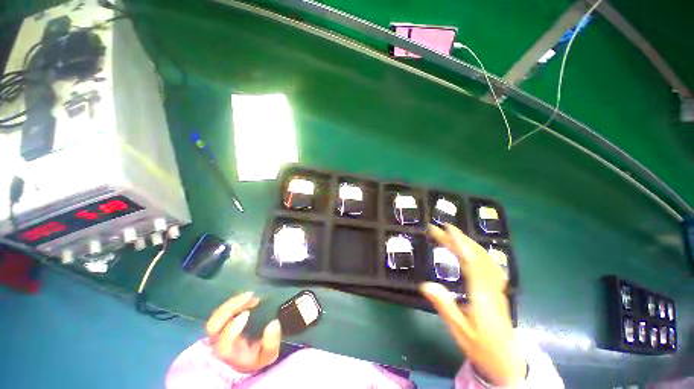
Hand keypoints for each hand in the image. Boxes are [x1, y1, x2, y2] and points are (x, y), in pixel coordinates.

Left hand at [206, 292, 281, 372]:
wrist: (247, 359)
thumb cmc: (257, 357)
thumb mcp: (268, 355)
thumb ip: (271, 343)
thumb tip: (274, 323)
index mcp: (229, 354)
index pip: (223, 343)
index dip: (232, 328)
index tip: (247, 313)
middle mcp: (218, 343)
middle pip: (213, 325)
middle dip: (229, 308)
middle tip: (249, 296)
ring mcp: (217, 332)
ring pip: (215, 315)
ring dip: (233, 302)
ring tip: (251, 295)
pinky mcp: (220, 323)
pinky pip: (221, 310)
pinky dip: (234, 301)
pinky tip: (248, 297)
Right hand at [421, 224, 526, 385]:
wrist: (508, 363)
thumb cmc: (482, 347)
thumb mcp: (459, 331)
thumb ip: (444, 306)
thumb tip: (425, 284)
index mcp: (481, 294)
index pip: (470, 260)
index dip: (459, 242)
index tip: (445, 229)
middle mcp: (490, 285)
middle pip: (475, 254)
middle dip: (457, 238)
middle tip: (438, 229)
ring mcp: (497, 287)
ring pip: (484, 257)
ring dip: (467, 242)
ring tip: (450, 234)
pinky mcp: (498, 289)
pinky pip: (489, 264)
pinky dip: (477, 251)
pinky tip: (471, 250)